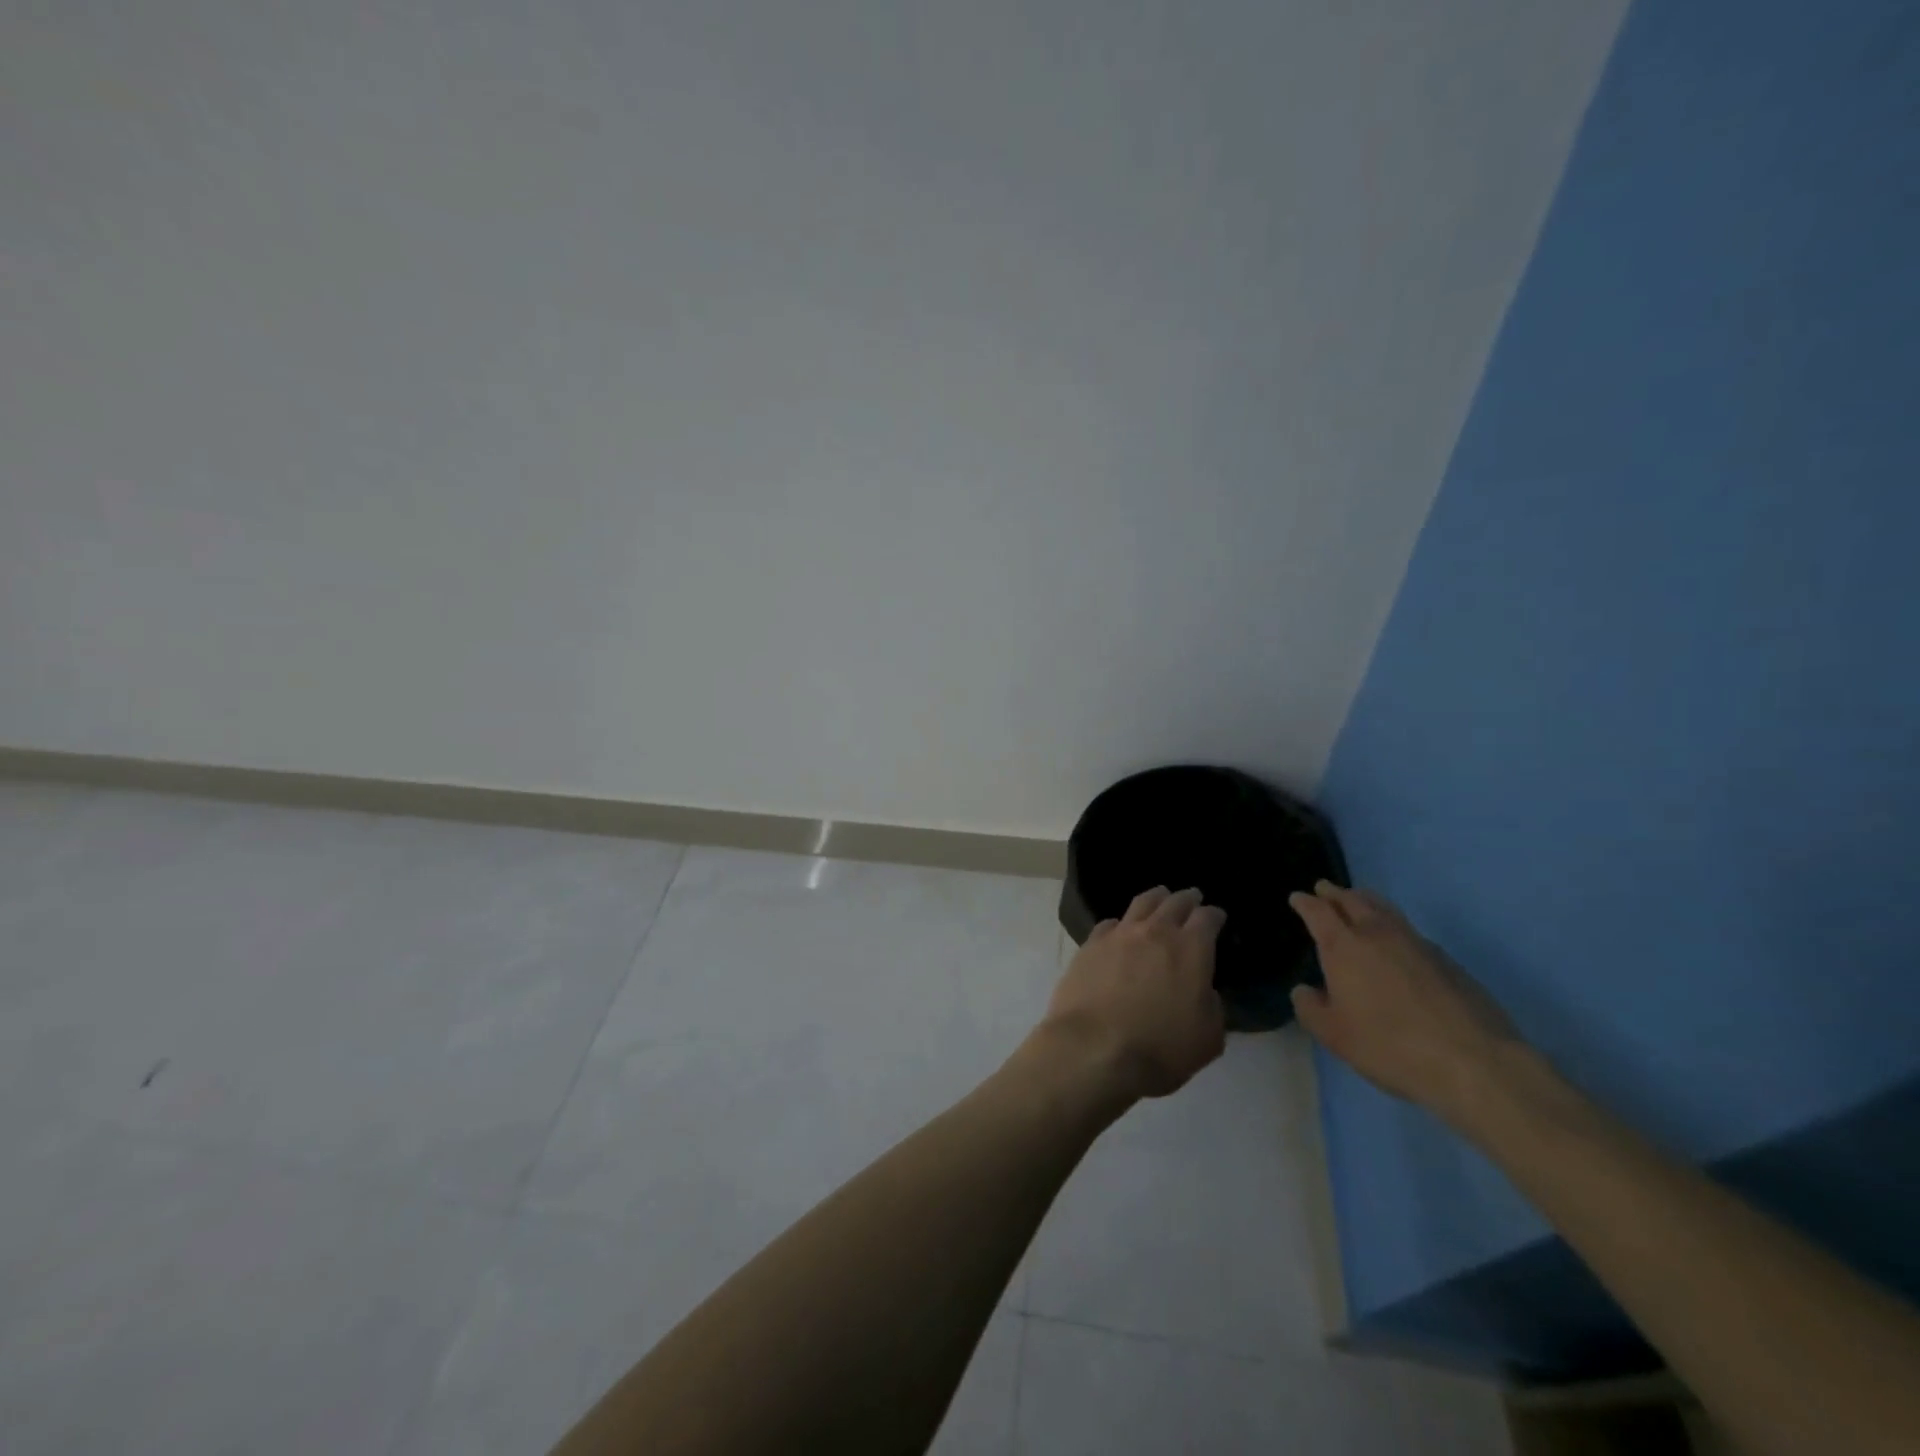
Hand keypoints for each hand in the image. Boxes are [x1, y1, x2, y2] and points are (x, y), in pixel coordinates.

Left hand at [1037, 886, 1227, 1102]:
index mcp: (1191, 949)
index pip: (1207, 919)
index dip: (1215, 915)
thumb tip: (1206, 993)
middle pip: (1174, 903)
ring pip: (1141, 903)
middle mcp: (1156, 932)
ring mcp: (1119, 935)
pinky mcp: (1090, 945)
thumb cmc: (1159, 1048)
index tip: (1217, 917)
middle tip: (1192, 897)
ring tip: (1160, 896)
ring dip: (1156, 897)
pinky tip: (1120, 928)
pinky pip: (1110, 924)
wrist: (1093, 1048)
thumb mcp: (1207, 1039)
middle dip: (1187, 898)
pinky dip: (1121, 923)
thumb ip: (1213, 1009)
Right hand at [1288, 881, 1524, 1126]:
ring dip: (1366, 901)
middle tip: (1325, 889)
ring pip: (1385, 910)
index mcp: (1344, 946)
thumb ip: (1310, 1008)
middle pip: (1354, 900)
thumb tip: (1305, 990)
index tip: (1298, 897)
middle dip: (1336, 893)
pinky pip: (1409, 931)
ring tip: (1358, 902)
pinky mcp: (1447, 960)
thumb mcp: (1334, 1035)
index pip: (1318, 912)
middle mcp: (1378, 934)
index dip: (1305, 902)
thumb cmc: (1390, 1046)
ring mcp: (1416, 943)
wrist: (1473, 1062)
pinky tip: (1395, 943)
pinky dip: (1393, 926)